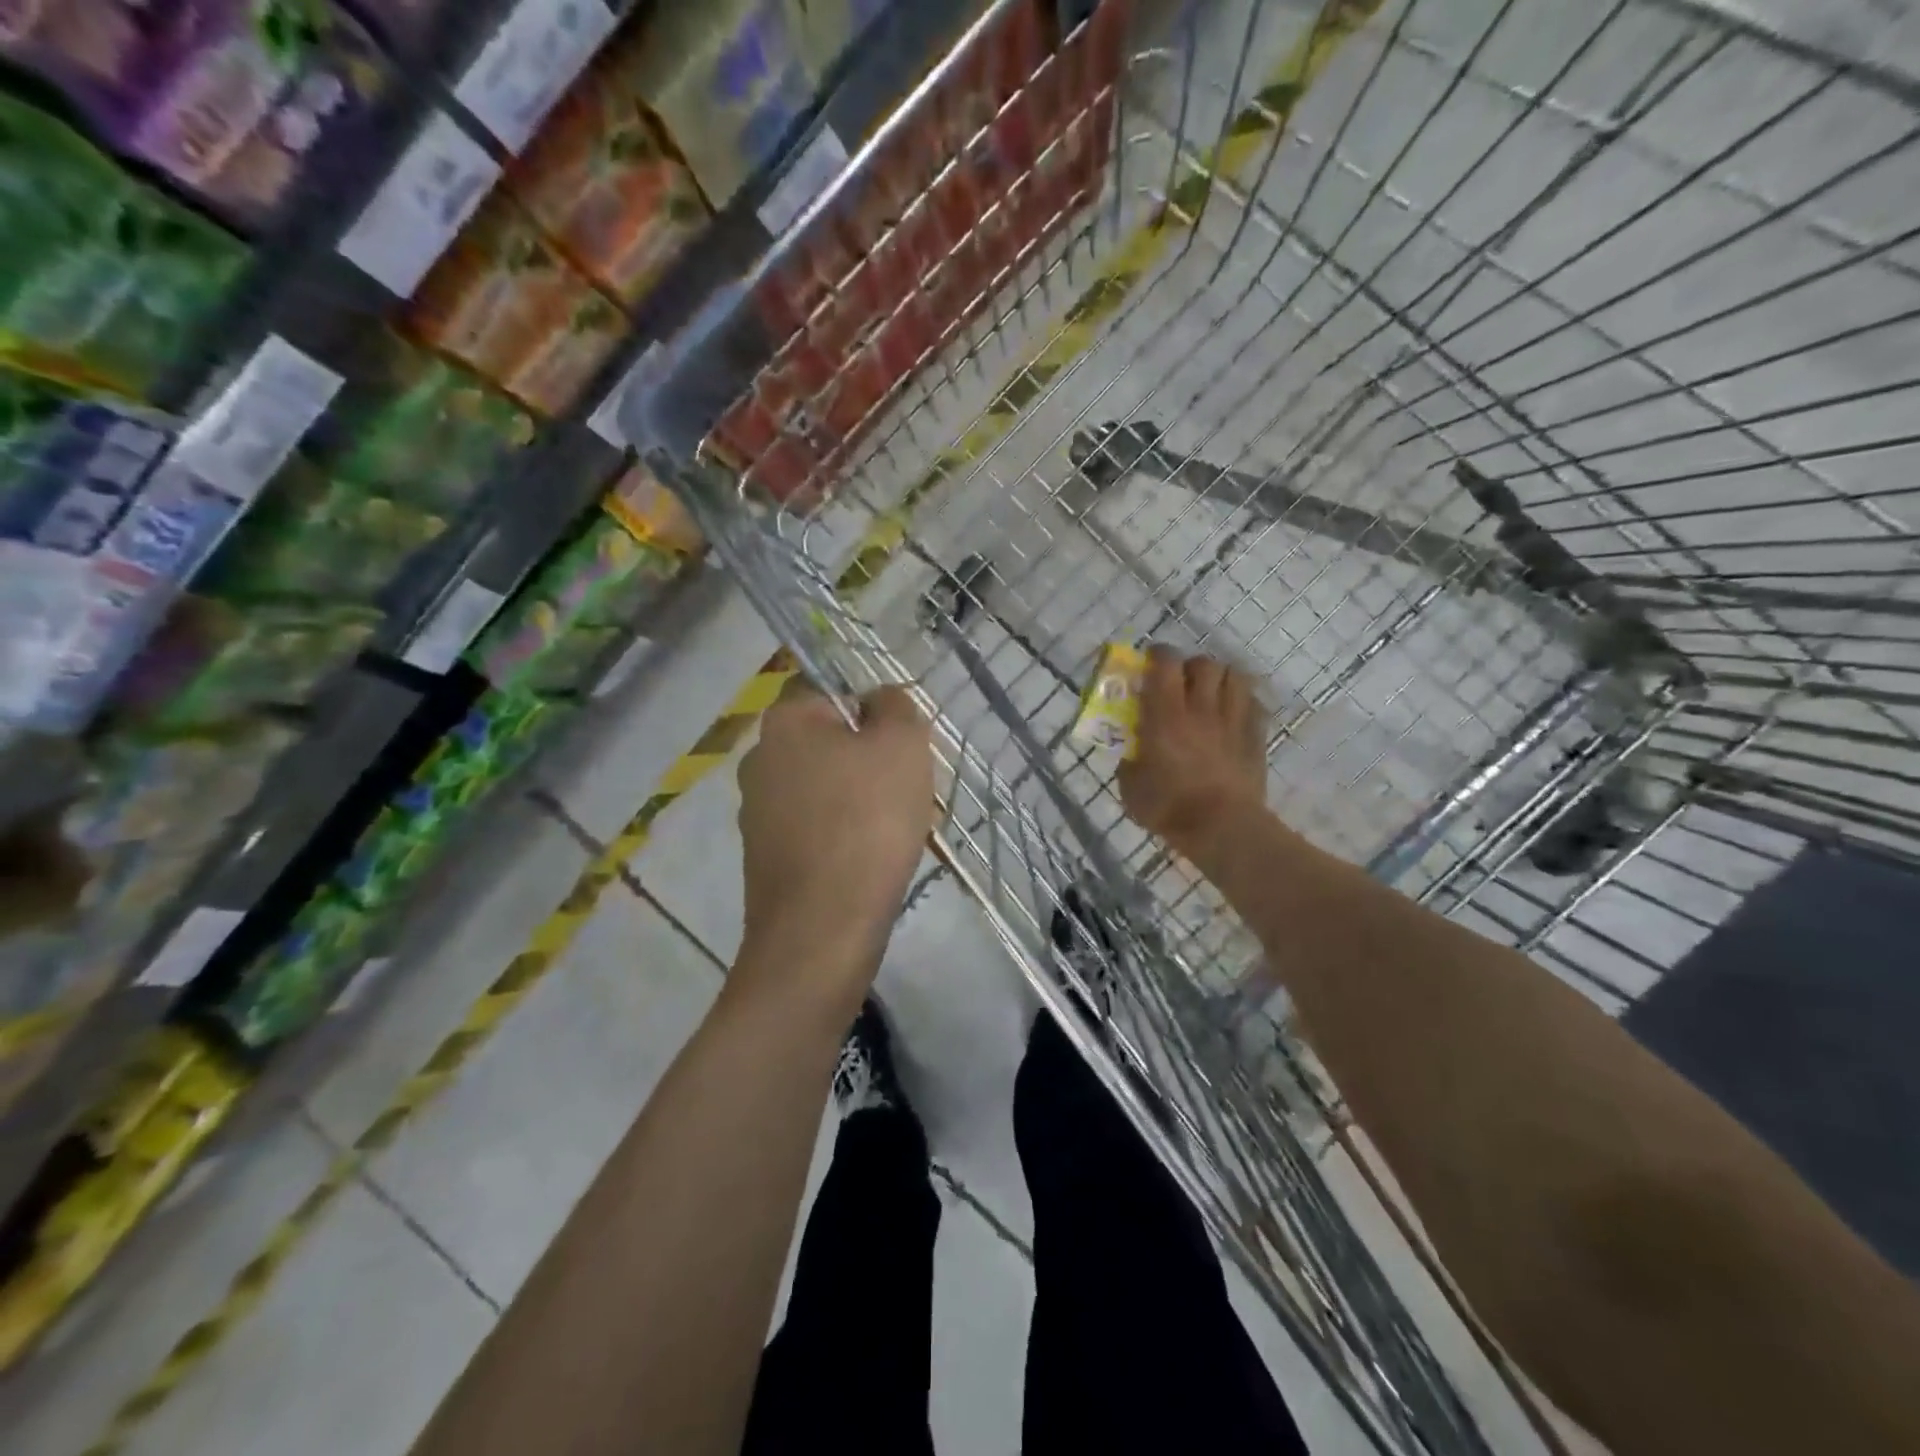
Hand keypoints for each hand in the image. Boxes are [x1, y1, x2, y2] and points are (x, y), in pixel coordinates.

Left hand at [736, 681, 934, 1007]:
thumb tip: (880, 701)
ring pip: (825, 790)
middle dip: (871, 764)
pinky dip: (843, 837)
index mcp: (784, 722)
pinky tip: (869, 861)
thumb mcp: (901, 745)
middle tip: (907, 792)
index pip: (835, 694)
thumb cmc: (866, 822)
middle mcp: (758, 760)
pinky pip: (815, 830)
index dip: (876, 717)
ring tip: (894, 833)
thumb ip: (896, 707)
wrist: (822, 928)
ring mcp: (756, 813)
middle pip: (830, 745)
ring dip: (860, 802)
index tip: (903, 751)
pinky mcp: (764, 857)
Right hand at [1118, 646, 1268, 856]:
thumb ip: (1129, 762)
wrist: (1223, 828)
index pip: (1165, 663)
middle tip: (1180, 683)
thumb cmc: (1170, 808)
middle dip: (1190, 667)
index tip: (1149, 663)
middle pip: (1203, 663)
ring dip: (1220, 678)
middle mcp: (1201, 708)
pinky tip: (1233, 714)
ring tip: (1210, 693)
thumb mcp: (1131, 788)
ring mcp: (1233, 720)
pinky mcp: (1256, 736)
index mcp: (1165, 715)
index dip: (1157, 655)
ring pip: (1234, 675)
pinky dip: (1242, 700)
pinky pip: (1254, 702)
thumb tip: (1131, 753)